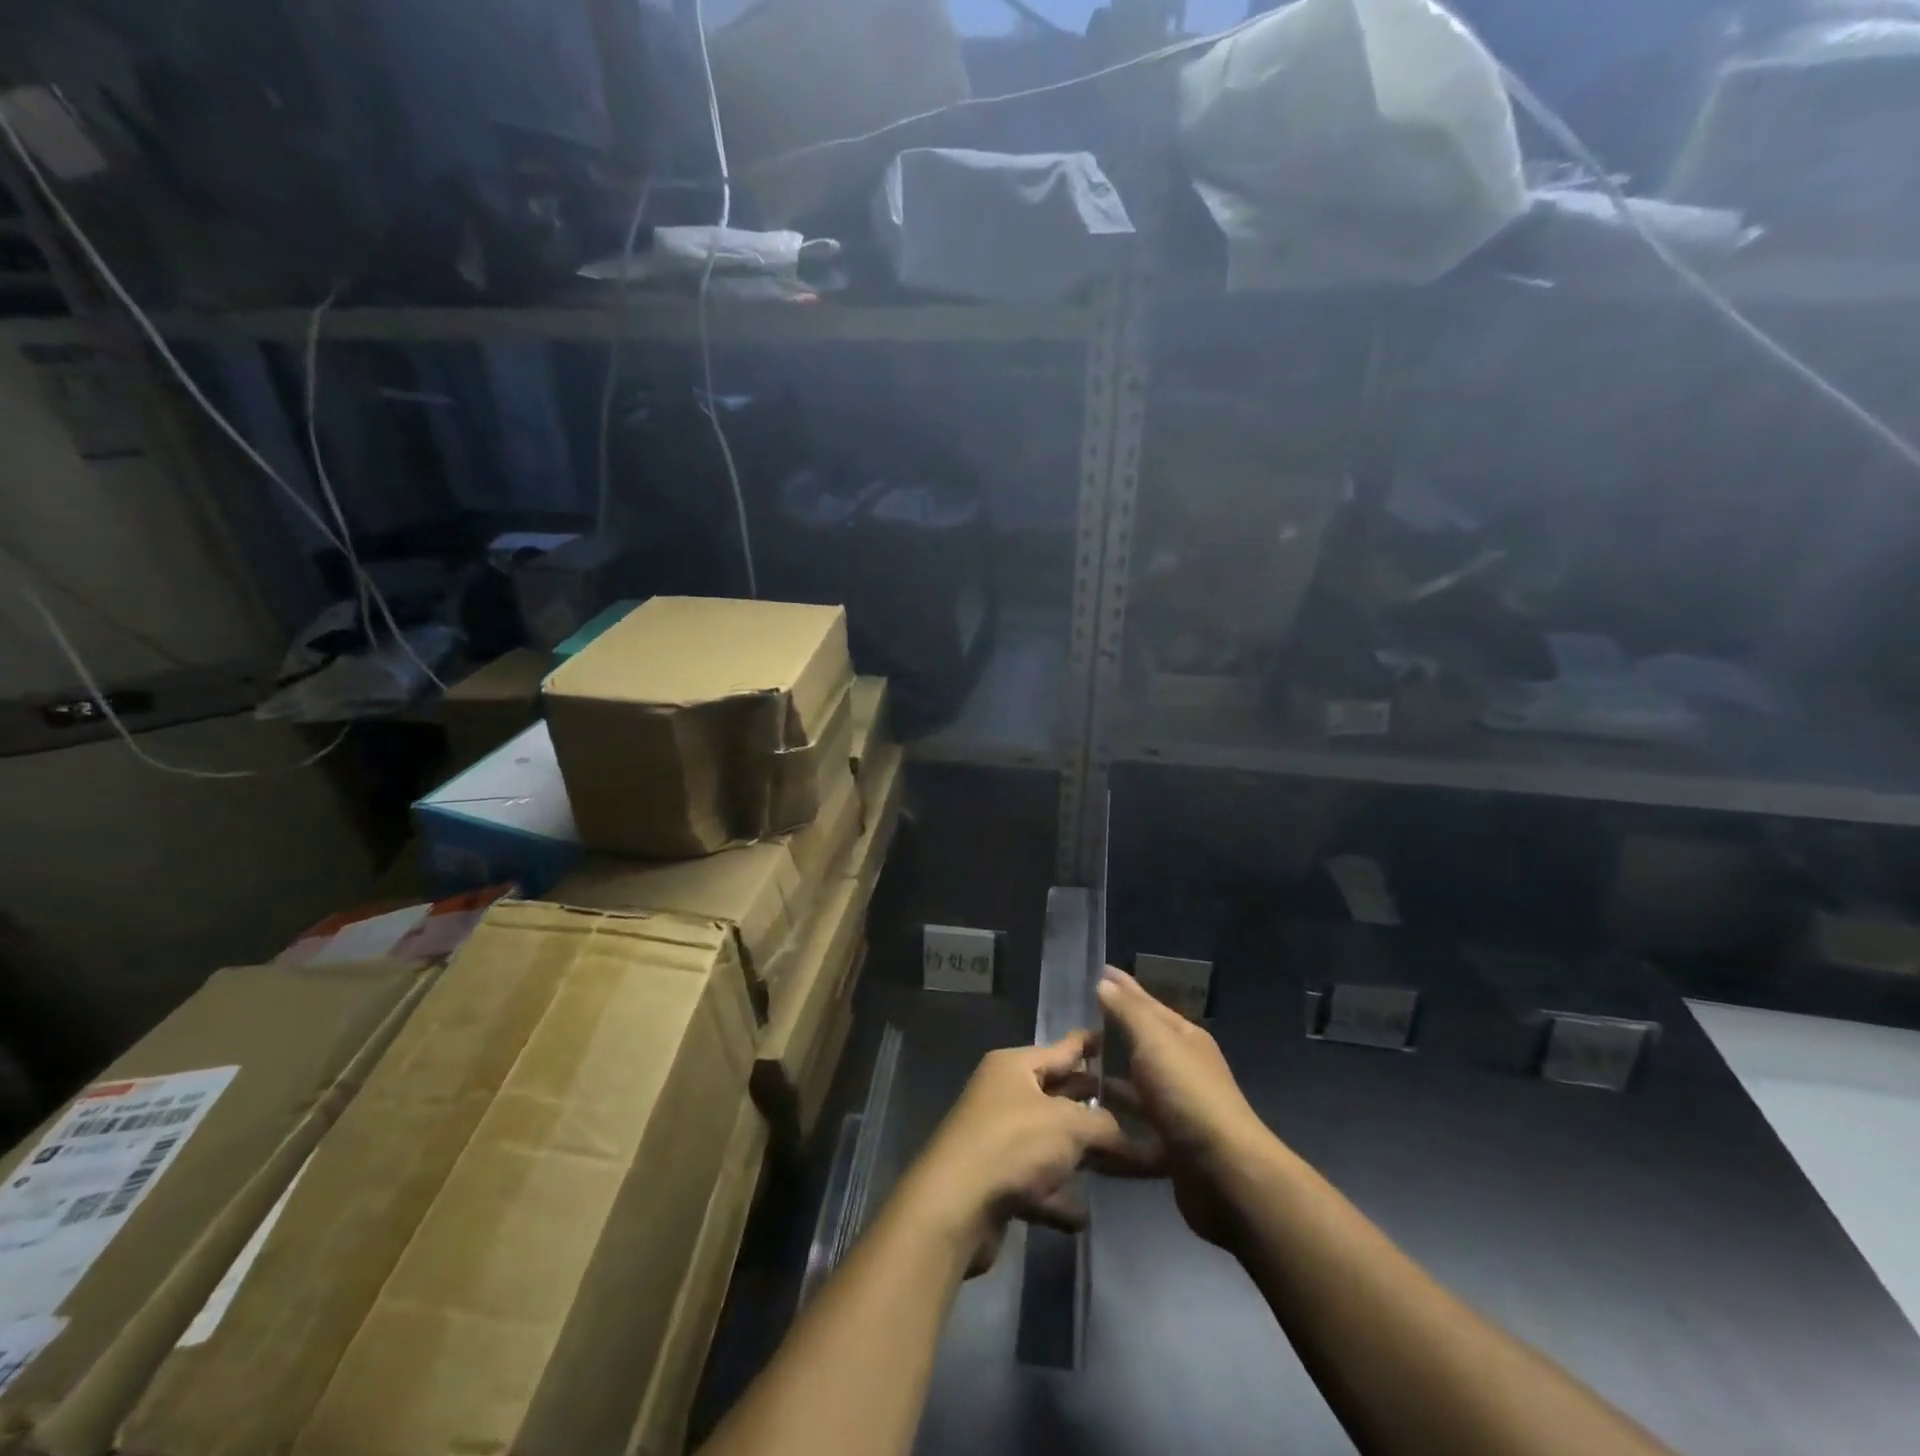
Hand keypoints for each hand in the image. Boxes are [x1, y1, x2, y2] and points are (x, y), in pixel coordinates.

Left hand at [894, 1031, 1131, 1275]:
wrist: (954, 1206)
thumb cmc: (1012, 1144)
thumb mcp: (1068, 1126)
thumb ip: (1107, 1127)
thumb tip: (1137, 1139)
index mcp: (1015, 1066)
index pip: (1063, 1048)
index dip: (1091, 1044)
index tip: (1121, 1038)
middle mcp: (1004, 1095)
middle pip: (1059, 1096)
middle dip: (1095, 1107)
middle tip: (1139, 1111)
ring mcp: (998, 1138)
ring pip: (1050, 1142)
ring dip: (1079, 1156)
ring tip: (1123, 1166)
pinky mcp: (995, 1181)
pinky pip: (1036, 1184)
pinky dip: (1057, 1197)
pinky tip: (1081, 1215)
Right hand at [1096, 967, 1272, 1250]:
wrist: (1226, 1175)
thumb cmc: (1188, 1095)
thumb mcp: (1155, 1042)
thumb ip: (1129, 1012)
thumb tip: (1105, 983)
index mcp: (1184, 1038)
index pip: (1147, 1003)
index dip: (1122, 987)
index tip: (1095, 973)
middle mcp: (1182, 1068)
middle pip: (1141, 1043)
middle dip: (1110, 1032)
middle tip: (1072, 1025)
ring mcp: (1177, 1108)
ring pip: (1136, 1085)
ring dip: (1108, 1079)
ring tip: (1071, 1074)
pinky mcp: (1169, 1145)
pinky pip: (1134, 1124)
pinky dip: (1114, 1118)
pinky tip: (1088, 1118)